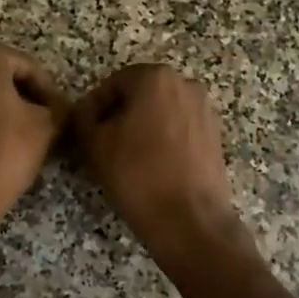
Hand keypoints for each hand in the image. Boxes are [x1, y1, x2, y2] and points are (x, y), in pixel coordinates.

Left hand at [0, 38, 67, 249]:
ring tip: (22, 134)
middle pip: (0, 75)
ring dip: (1, 107)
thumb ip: (56, 108)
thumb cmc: (2, 154)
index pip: (28, 68)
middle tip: (45, 122)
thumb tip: (57, 108)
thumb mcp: (45, 127)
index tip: (61, 115)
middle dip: (23, 96)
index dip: (49, 92)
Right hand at [73, 64, 242, 260]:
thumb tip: (85, 113)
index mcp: (156, 77)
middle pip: (140, 95)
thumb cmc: (138, 175)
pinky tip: (152, 167)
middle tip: (101, 145)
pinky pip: (180, 130)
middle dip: (119, 116)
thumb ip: (83, 118)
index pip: (113, 84)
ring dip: (142, 128)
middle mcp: (186, 85)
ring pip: (161, 113)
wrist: (190, 220)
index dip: (94, 107)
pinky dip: (164, 141)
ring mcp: (205, 110)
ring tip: (125, 158)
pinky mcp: (215, 136)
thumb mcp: (95, 144)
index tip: (84, 132)